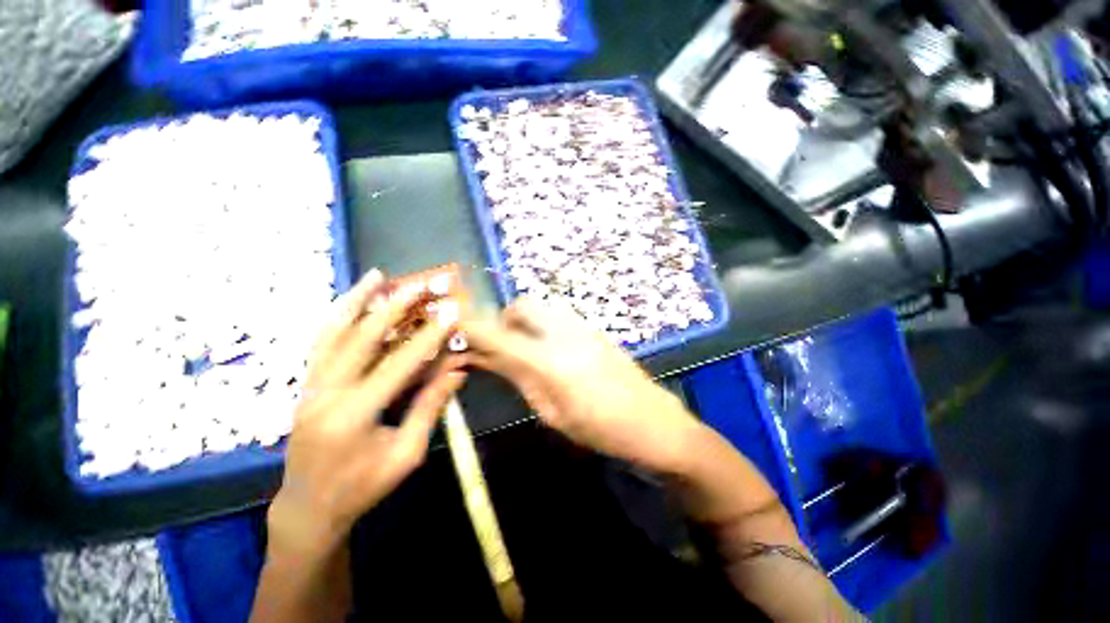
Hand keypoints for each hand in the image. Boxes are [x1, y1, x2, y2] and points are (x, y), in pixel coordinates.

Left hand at [268, 269, 464, 559]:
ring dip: (357, 301)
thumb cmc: (363, 487)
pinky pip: (321, 343)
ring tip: (375, 277)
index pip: (399, 364)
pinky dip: (336, 317)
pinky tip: (350, 301)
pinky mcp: (306, 386)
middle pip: (362, 338)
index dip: (428, 337)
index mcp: (355, 415)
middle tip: (417, 286)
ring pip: (333, 333)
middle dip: (394, 308)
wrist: (310, 507)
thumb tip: (456, 371)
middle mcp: (327, 394)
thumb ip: (430, 408)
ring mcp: (310, 387)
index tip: (449, 315)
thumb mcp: (406, 454)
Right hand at [459, 298, 700, 473]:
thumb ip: (518, 377)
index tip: (454, 328)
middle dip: (503, 320)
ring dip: (524, 321)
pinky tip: (550, 349)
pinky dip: (543, 324)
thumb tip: (486, 357)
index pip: (498, 334)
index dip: (471, 327)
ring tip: (524, 348)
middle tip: (500, 345)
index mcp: (549, 360)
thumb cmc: (600, 429)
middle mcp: (565, 332)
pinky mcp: (595, 327)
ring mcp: (583, 325)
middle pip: (522, 305)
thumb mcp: (551, 412)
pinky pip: (559, 315)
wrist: (653, 421)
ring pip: (541, 307)